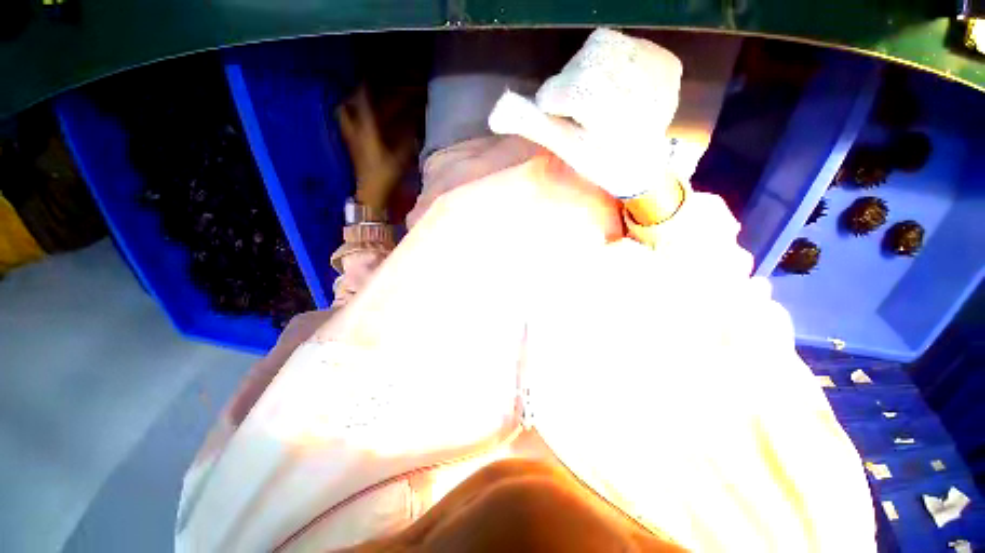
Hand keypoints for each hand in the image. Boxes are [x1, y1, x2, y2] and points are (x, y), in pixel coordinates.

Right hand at [489, 29, 682, 201]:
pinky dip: (607, 58)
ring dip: (585, 69)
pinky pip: (622, 42)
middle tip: (581, 111)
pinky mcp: (668, 62)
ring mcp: (657, 74)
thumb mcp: (565, 148)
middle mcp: (640, 94)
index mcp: (612, 124)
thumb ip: (532, 126)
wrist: (642, 164)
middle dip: (568, 86)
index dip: (553, 104)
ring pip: (598, 46)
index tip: (566, 122)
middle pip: (580, 68)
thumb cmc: (600, 164)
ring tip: (596, 98)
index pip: (564, 92)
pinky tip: (612, 84)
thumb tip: (495, 114)